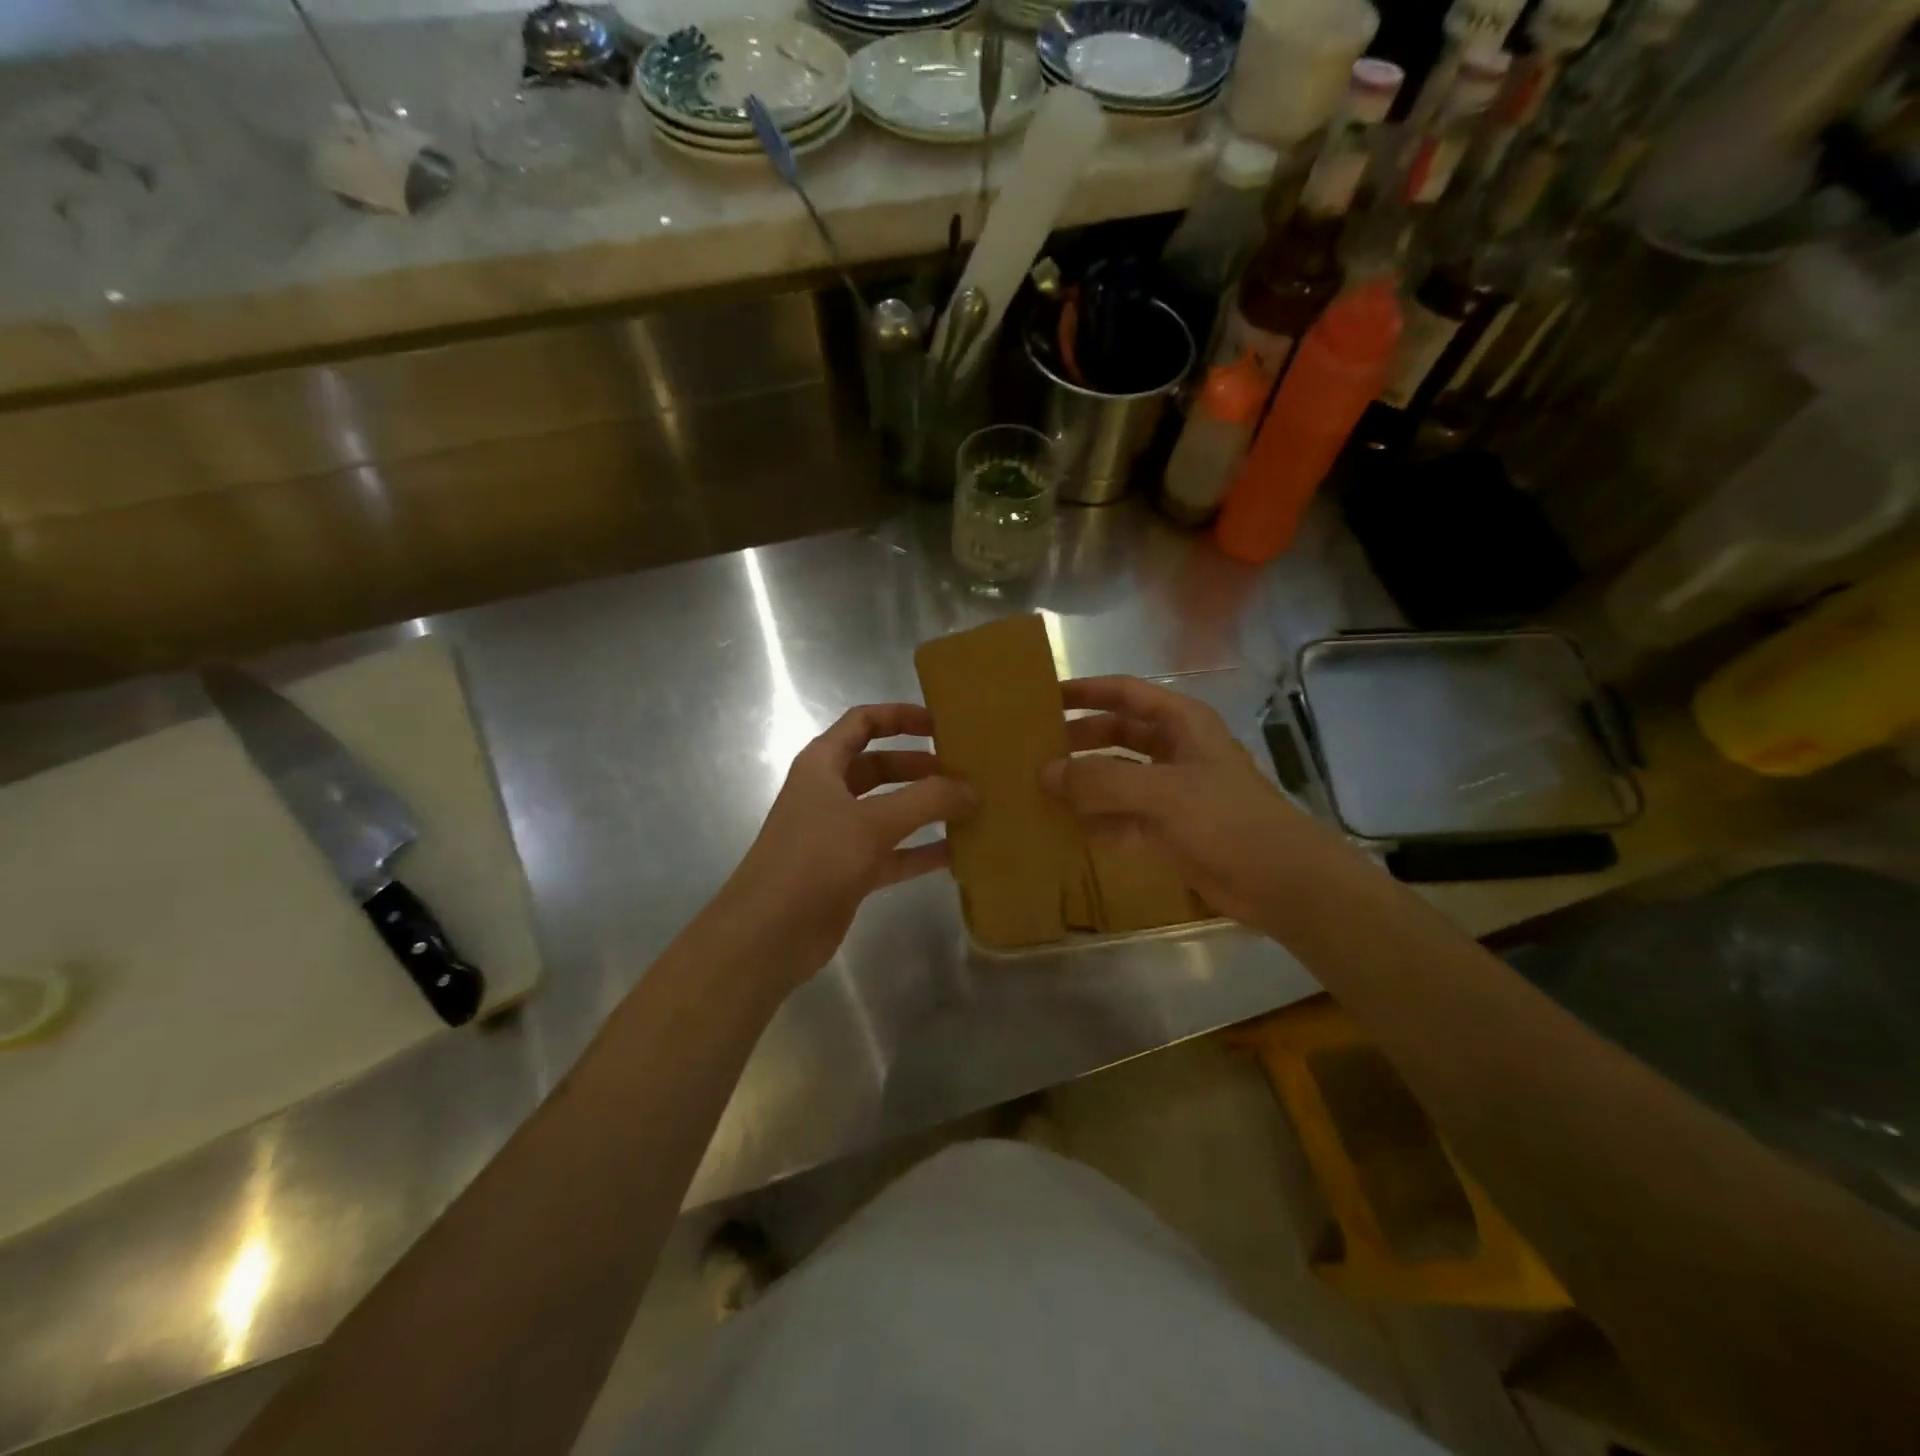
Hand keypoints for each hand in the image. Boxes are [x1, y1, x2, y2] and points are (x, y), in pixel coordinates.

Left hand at [716, 704, 973, 983]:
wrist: (769, 934)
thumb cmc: (815, 860)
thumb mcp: (873, 822)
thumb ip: (927, 800)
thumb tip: (971, 789)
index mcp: (823, 764)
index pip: (863, 722)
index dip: (900, 716)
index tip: (941, 724)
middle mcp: (830, 793)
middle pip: (881, 766)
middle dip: (921, 766)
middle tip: (965, 772)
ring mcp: (839, 834)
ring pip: (890, 811)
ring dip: (926, 809)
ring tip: (970, 808)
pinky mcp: (850, 872)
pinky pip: (894, 852)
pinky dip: (921, 850)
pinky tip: (958, 853)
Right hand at [1042, 676, 1348, 936]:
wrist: (1281, 882)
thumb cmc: (1227, 820)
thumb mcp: (1163, 792)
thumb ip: (1102, 780)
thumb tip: (1046, 773)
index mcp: (1182, 724)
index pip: (1126, 693)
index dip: (1087, 691)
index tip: (1045, 697)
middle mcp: (1175, 751)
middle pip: (1117, 734)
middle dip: (1078, 739)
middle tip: (1033, 748)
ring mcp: (1170, 793)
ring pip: (1116, 777)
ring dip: (1082, 782)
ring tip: (1036, 788)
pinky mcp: (1166, 830)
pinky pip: (1119, 817)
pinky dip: (1093, 821)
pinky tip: (1060, 827)